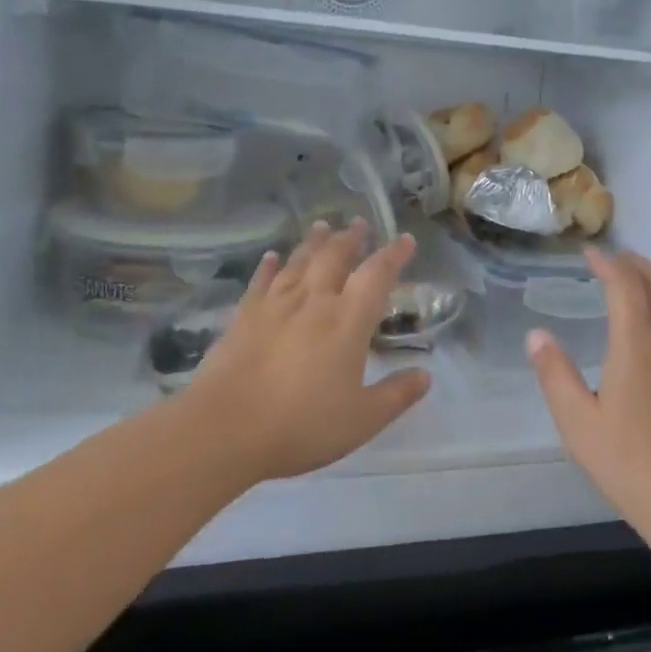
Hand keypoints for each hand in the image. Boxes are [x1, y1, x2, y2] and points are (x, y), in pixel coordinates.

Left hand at [188, 221, 430, 483]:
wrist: (224, 428)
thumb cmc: (301, 424)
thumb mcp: (361, 419)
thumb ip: (396, 395)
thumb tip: (426, 376)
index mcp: (347, 321)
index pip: (377, 275)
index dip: (393, 255)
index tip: (405, 239)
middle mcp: (313, 301)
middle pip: (335, 257)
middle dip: (350, 238)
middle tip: (359, 223)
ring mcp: (275, 305)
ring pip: (299, 262)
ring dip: (314, 242)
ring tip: (323, 226)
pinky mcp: (243, 317)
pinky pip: (261, 281)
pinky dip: (270, 266)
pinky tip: (272, 256)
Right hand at [527, 249, 650, 540]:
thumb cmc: (630, 463)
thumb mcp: (578, 422)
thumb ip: (555, 374)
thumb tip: (536, 335)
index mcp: (636, 345)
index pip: (624, 286)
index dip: (608, 263)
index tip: (590, 253)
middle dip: (635, 264)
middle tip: (614, 258)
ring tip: (638, 280)